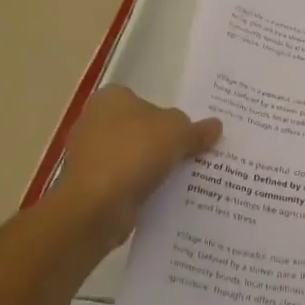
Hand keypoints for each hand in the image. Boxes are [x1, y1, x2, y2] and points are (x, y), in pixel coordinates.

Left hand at [54, 86, 220, 248]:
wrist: (96, 205)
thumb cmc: (135, 151)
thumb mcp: (178, 132)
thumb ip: (197, 129)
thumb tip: (215, 126)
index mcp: (111, 98)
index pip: (145, 100)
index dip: (167, 114)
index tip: (187, 131)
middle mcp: (94, 122)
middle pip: (138, 129)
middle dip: (160, 142)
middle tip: (190, 152)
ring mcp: (88, 156)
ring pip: (131, 157)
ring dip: (150, 167)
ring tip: (182, 177)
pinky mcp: (89, 187)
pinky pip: (123, 182)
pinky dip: (139, 188)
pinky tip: (162, 196)